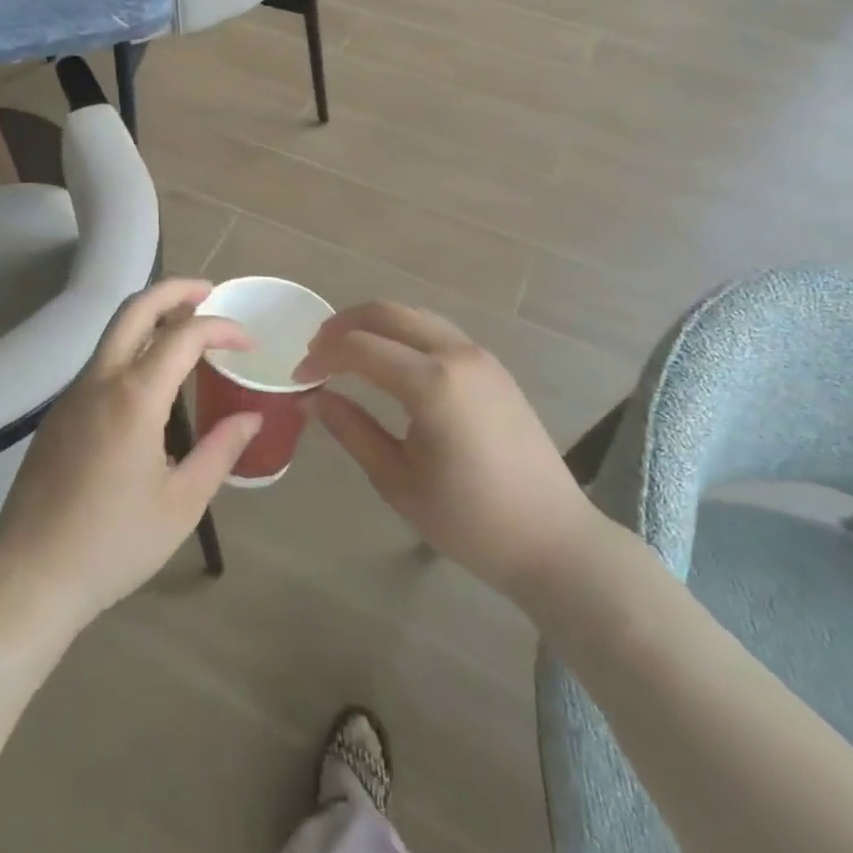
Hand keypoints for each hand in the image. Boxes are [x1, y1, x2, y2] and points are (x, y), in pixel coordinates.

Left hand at [0, 279, 261, 637]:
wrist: (29, 577)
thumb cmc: (113, 544)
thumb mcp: (181, 504)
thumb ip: (221, 452)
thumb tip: (251, 416)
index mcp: (134, 397)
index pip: (184, 335)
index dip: (222, 328)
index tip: (248, 342)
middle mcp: (100, 380)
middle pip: (136, 308)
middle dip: (175, 290)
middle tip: (209, 292)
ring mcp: (72, 394)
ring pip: (114, 331)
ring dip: (151, 316)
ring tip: (187, 330)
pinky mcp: (58, 413)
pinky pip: (101, 362)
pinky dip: (132, 347)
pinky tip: (152, 380)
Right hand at [301, 302, 608, 608]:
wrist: (553, 540)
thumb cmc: (469, 520)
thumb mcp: (397, 480)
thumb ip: (350, 430)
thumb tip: (309, 399)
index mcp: (431, 383)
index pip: (359, 348)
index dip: (322, 357)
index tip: (299, 378)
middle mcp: (456, 353)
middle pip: (387, 313)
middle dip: (344, 325)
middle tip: (316, 352)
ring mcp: (479, 355)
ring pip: (414, 315)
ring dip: (375, 324)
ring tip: (346, 351)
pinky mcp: (492, 366)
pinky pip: (437, 330)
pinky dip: (403, 332)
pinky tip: (389, 360)